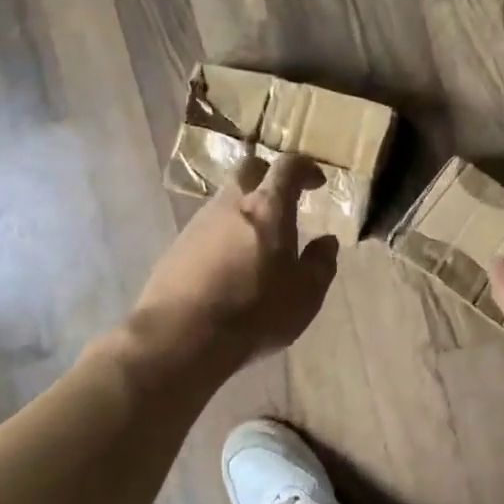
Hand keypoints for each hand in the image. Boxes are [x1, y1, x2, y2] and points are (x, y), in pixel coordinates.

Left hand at [130, 153, 340, 372]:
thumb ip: (320, 263)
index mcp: (267, 208)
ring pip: (225, 200)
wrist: (182, 336)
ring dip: (244, 210)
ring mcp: (198, 224)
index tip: (316, 181)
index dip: (305, 168)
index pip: (288, 167)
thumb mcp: (306, 294)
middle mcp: (230, 204)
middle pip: (248, 170)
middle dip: (268, 177)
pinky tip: (230, 266)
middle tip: (283, 200)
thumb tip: (326, 242)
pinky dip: (224, 236)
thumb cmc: (256, 312)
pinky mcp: (177, 247)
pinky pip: (207, 230)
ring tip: (258, 242)